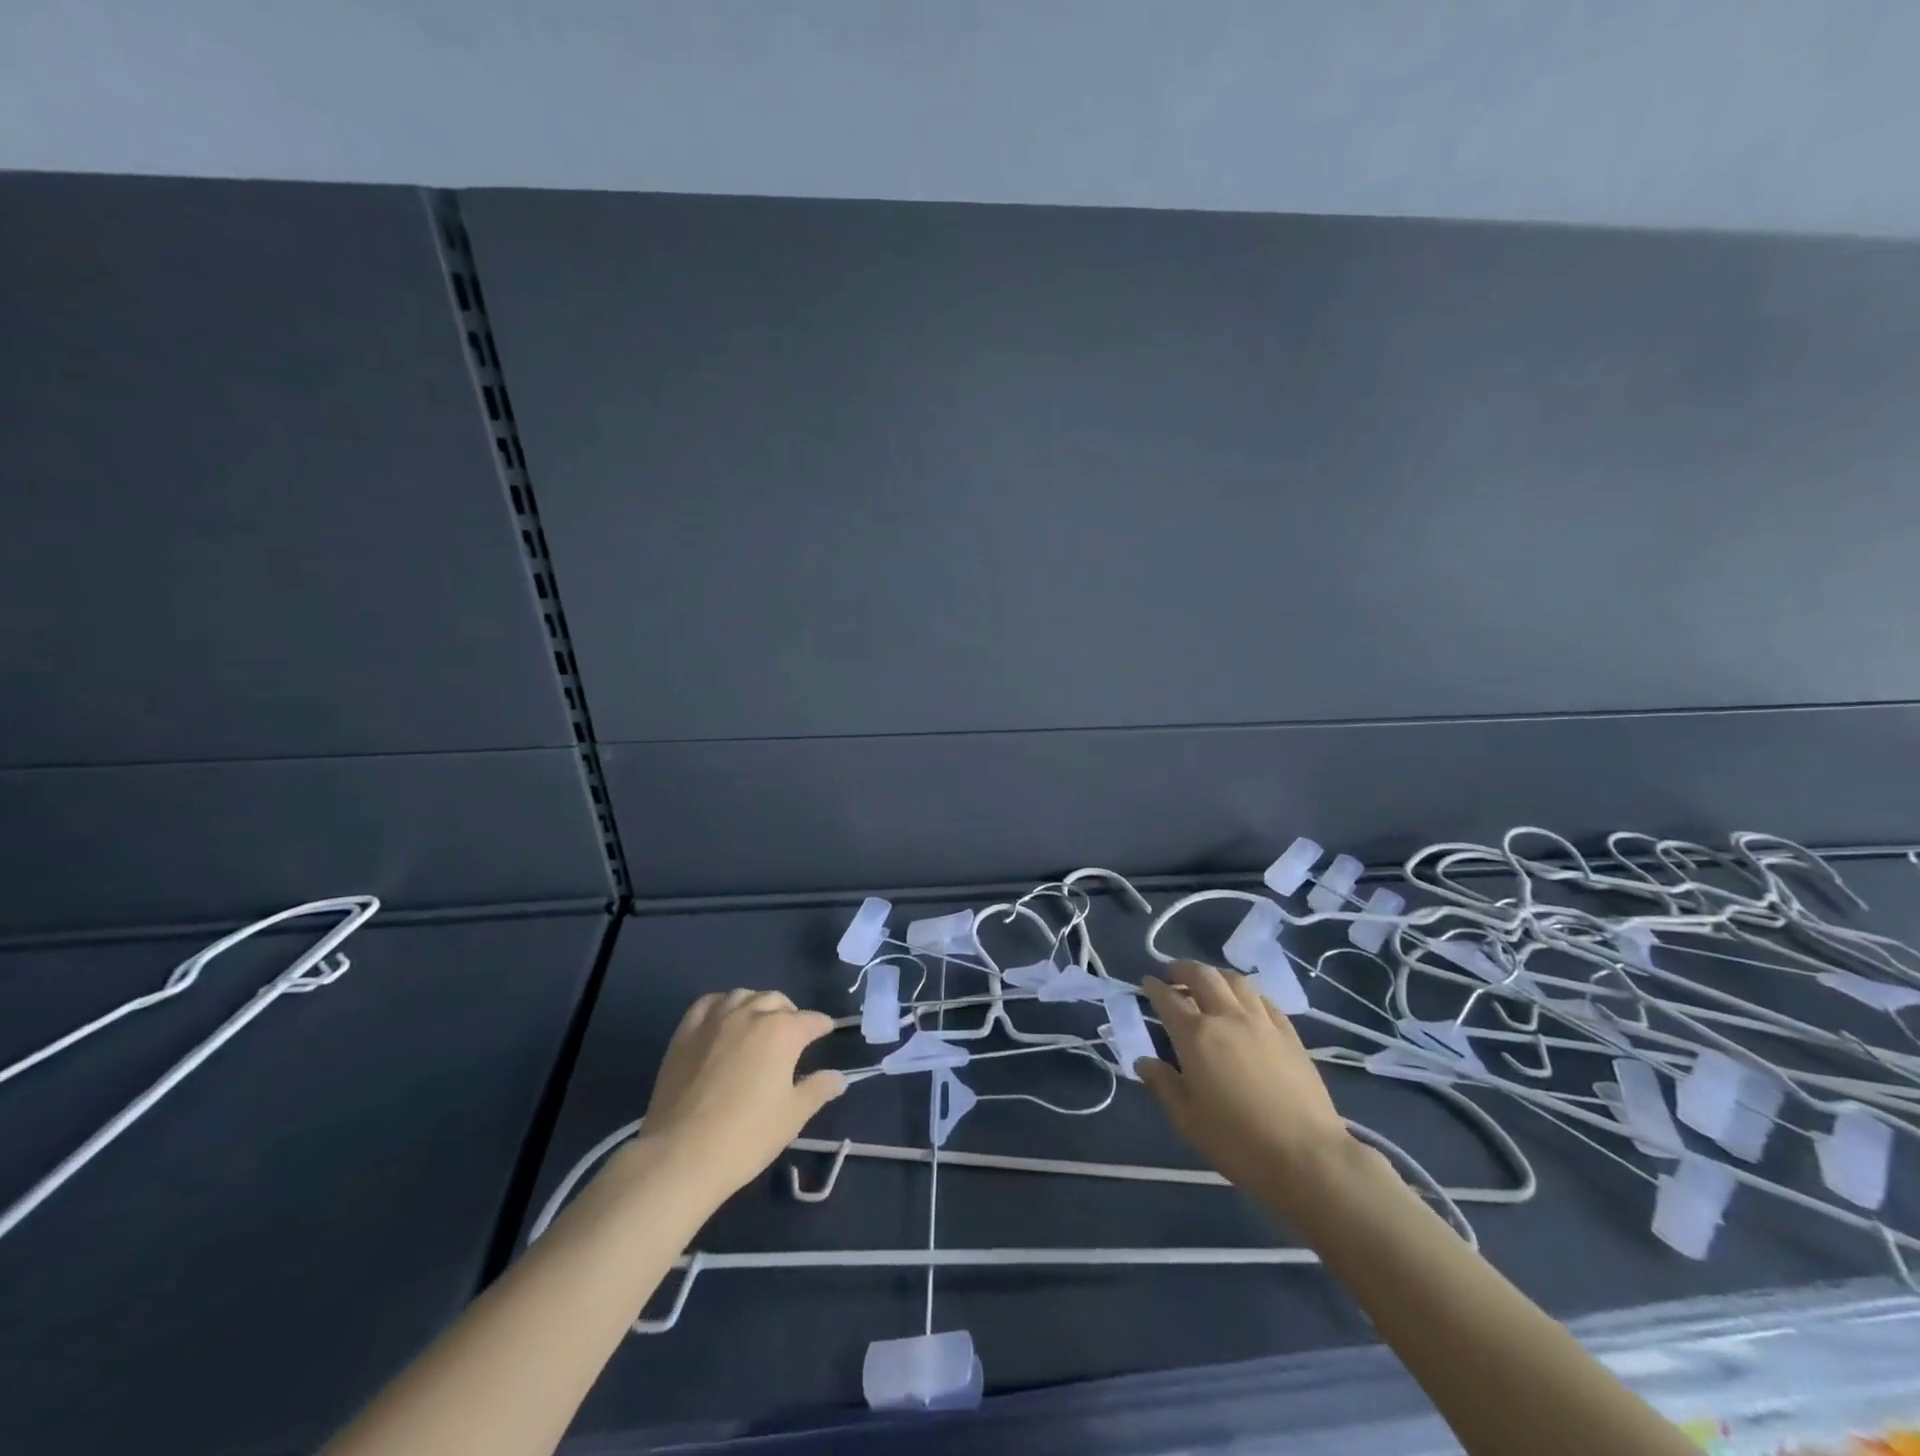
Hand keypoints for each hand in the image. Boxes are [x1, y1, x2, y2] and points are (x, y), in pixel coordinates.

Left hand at [634, 990, 845, 1204]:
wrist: (680, 1156)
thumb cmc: (746, 1136)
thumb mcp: (792, 1116)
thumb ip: (818, 1090)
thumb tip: (838, 1077)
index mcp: (782, 1032)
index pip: (811, 1020)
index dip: (822, 1026)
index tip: (825, 1033)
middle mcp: (750, 1014)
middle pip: (777, 1001)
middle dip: (790, 1013)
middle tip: (793, 1035)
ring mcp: (715, 1020)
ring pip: (743, 995)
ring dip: (757, 1005)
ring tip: (758, 1024)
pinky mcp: (685, 1032)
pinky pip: (708, 1004)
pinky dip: (722, 1005)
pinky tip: (723, 1020)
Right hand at [1138, 961, 1352, 1216]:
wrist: (1308, 1157)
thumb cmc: (1237, 1141)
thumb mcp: (1187, 1120)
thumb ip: (1163, 1085)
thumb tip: (1143, 1061)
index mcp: (1196, 1035)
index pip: (1168, 999)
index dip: (1154, 987)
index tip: (1146, 983)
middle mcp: (1227, 1017)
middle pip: (1203, 976)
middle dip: (1183, 969)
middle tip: (1172, 973)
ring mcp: (1262, 1022)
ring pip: (1236, 981)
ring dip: (1215, 975)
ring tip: (1207, 982)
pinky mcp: (1289, 1034)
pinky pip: (1263, 1000)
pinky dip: (1246, 993)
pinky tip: (1245, 1004)